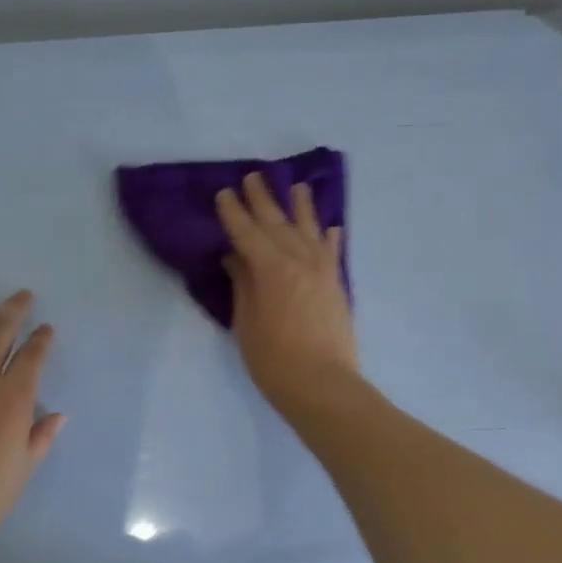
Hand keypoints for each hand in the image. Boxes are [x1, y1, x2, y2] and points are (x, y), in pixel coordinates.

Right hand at [215, 172, 357, 411]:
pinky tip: (331, 227)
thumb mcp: (246, 322)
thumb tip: (237, 257)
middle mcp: (298, 260)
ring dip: (302, 207)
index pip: (247, 232)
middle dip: (263, 199)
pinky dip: (331, 238)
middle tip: (254, 176)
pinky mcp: (337, 286)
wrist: (323, 385)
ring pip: (310, 230)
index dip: (234, 212)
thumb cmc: (273, 359)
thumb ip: (243, 285)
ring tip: (298, 186)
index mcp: (270, 268)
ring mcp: (322, 271)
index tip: (224, 192)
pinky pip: (333, 253)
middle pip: (278, 223)